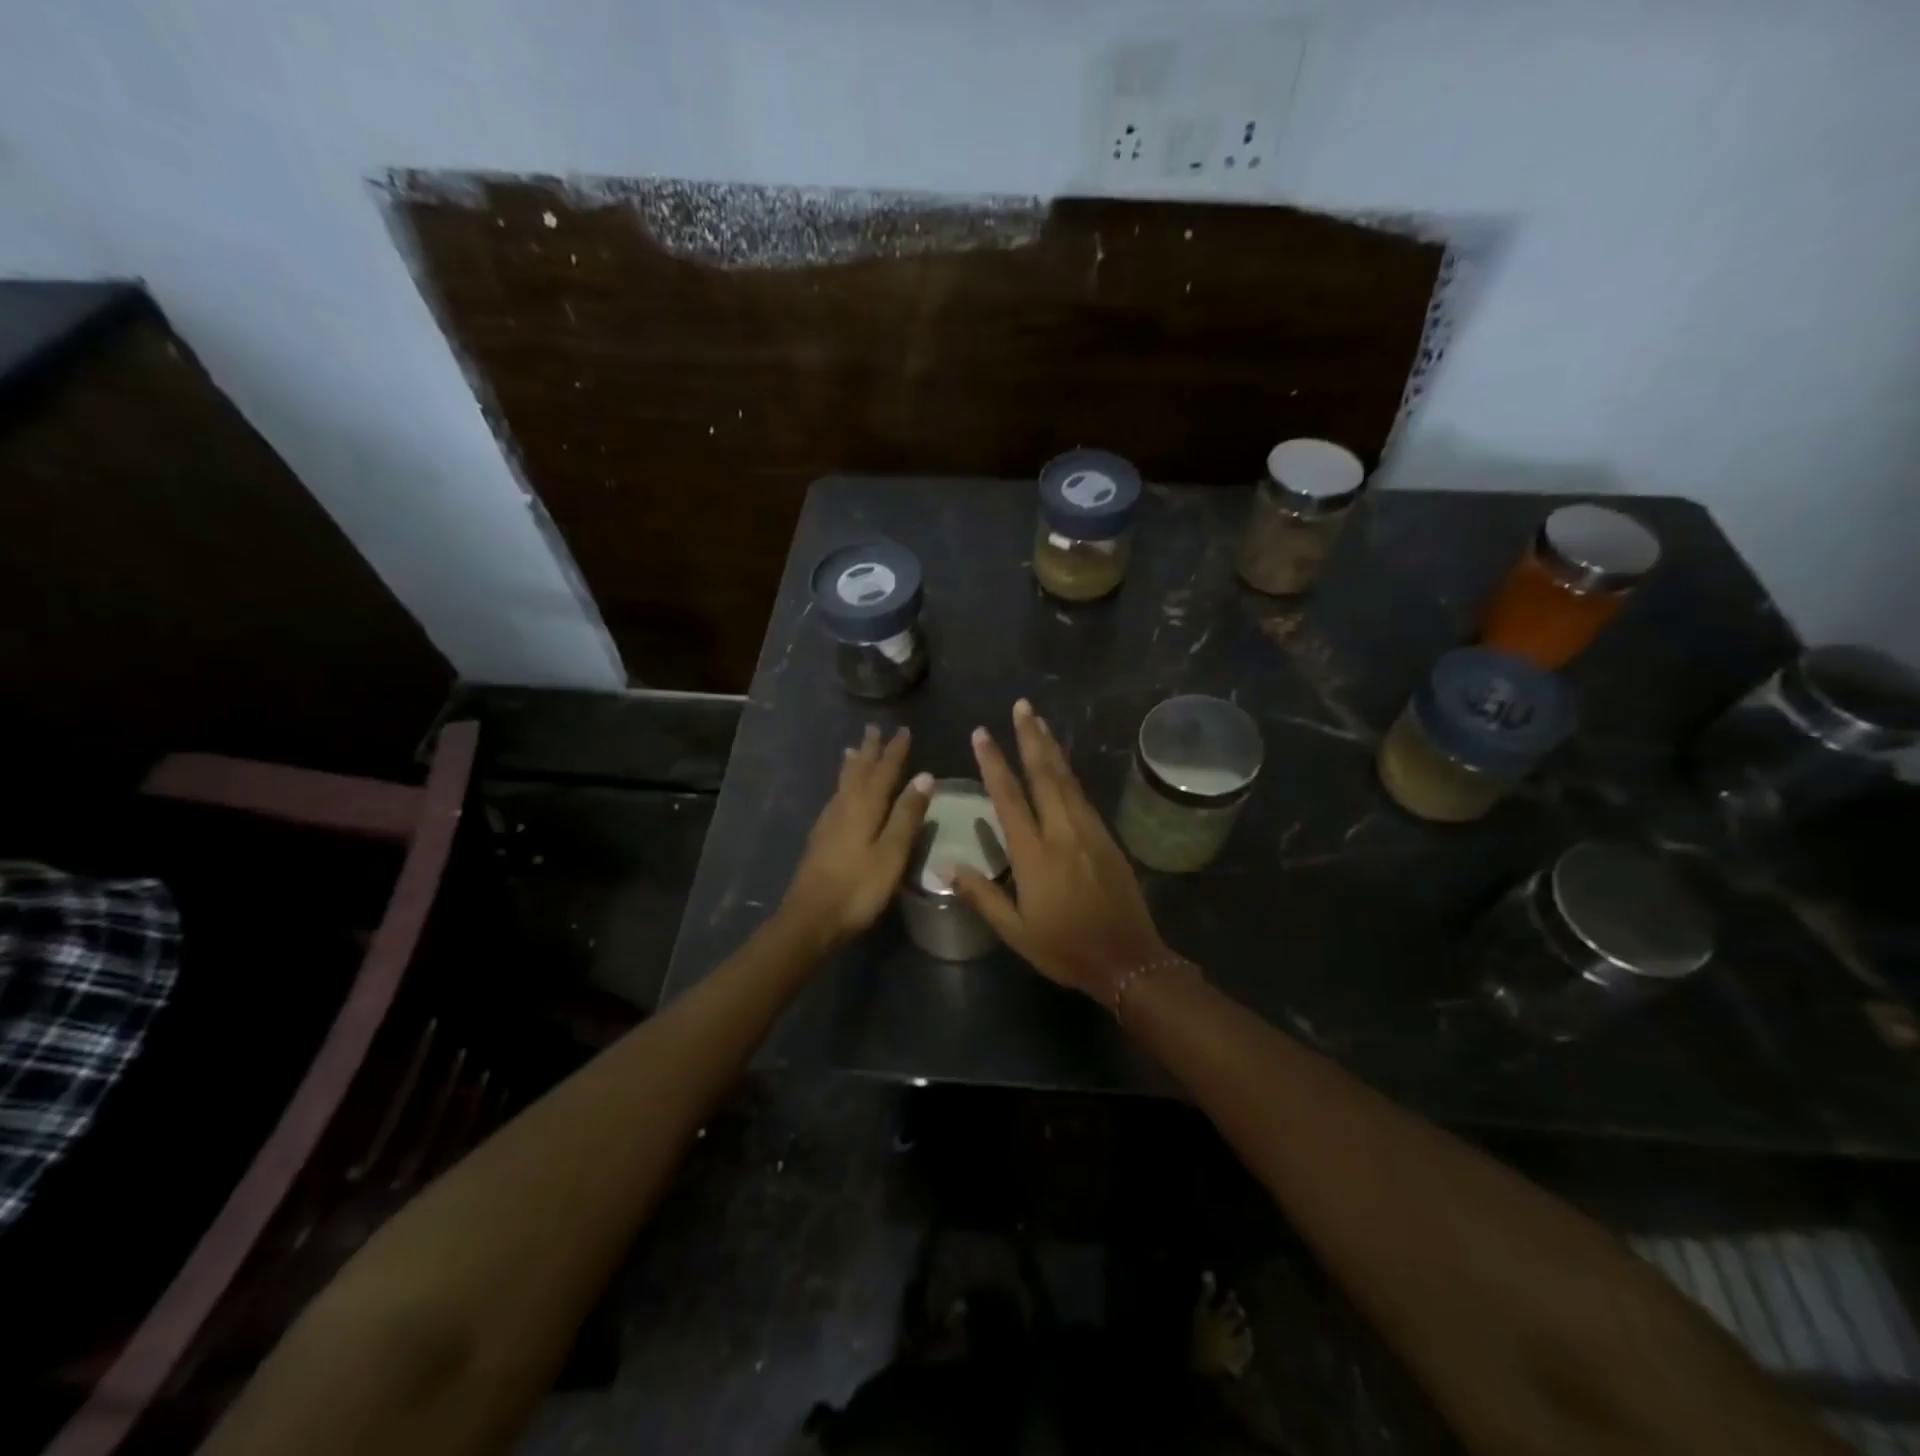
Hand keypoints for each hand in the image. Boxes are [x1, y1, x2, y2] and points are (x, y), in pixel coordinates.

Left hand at [782, 725, 933, 949]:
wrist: (810, 919)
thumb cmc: (858, 888)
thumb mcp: (892, 853)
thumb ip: (907, 815)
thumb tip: (924, 776)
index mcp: (864, 807)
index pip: (883, 771)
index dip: (894, 752)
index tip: (904, 730)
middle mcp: (844, 807)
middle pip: (858, 772)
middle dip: (869, 750)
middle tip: (873, 728)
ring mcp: (828, 823)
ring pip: (843, 784)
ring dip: (852, 765)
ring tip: (854, 750)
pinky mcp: (820, 840)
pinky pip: (836, 798)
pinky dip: (843, 785)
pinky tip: (842, 794)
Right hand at [951, 699, 1178, 1005]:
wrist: (1128, 960)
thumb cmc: (1065, 948)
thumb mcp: (1015, 931)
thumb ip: (982, 895)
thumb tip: (946, 865)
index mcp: (1035, 855)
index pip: (1009, 798)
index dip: (993, 763)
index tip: (981, 734)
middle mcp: (1063, 833)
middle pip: (1044, 775)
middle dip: (1030, 737)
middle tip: (1022, 705)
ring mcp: (1089, 832)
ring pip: (1067, 780)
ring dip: (1051, 748)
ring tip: (1039, 721)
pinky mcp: (1107, 838)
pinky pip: (1083, 795)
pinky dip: (1069, 772)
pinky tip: (1063, 764)